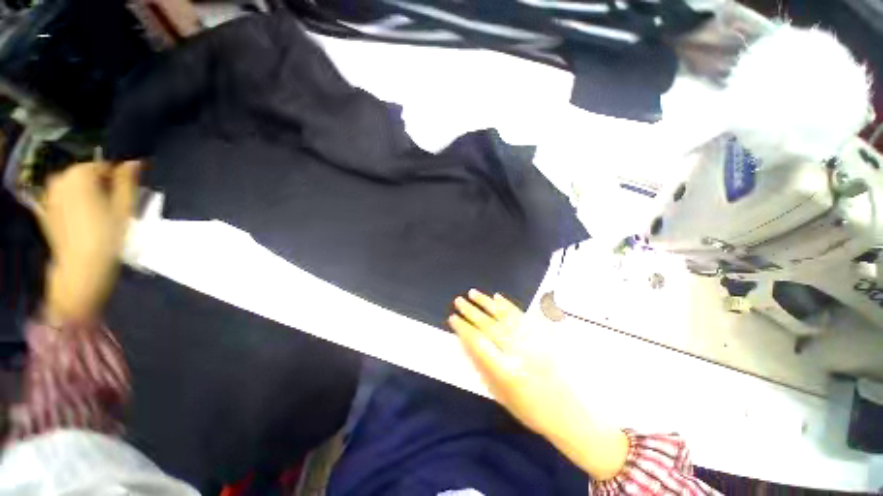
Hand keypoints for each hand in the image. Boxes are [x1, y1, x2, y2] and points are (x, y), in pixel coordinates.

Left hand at [38, 161, 140, 324]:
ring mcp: (49, 195)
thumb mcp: (125, 206)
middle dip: (101, 186)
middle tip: (114, 207)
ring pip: (76, 187)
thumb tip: (135, 162)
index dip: (119, 179)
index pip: (105, 165)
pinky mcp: (45, 210)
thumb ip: (128, 181)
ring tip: (100, 216)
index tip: (127, 195)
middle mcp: (60, 178)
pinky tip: (84, 222)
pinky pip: (65, 199)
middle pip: (88, 175)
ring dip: (89, 195)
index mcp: (80, 174)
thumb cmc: (108, 235)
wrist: (82, 267)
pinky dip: (75, 205)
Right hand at [449, 289, 628, 480]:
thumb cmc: (528, 409)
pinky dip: (508, 305)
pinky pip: (521, 316)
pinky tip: (497, 297)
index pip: (479, 343)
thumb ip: (483, 366)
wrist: (564, 412)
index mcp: (506, 371)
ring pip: (504, 316)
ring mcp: (531, 341)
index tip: (452, 318)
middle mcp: (518, 352)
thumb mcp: (499, 394)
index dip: (463, 329)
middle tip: (458, 301)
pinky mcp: (540, 336)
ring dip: (487, 303)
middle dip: (471, 312)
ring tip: (473, 293)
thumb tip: (468, 342)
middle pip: (490, 326)